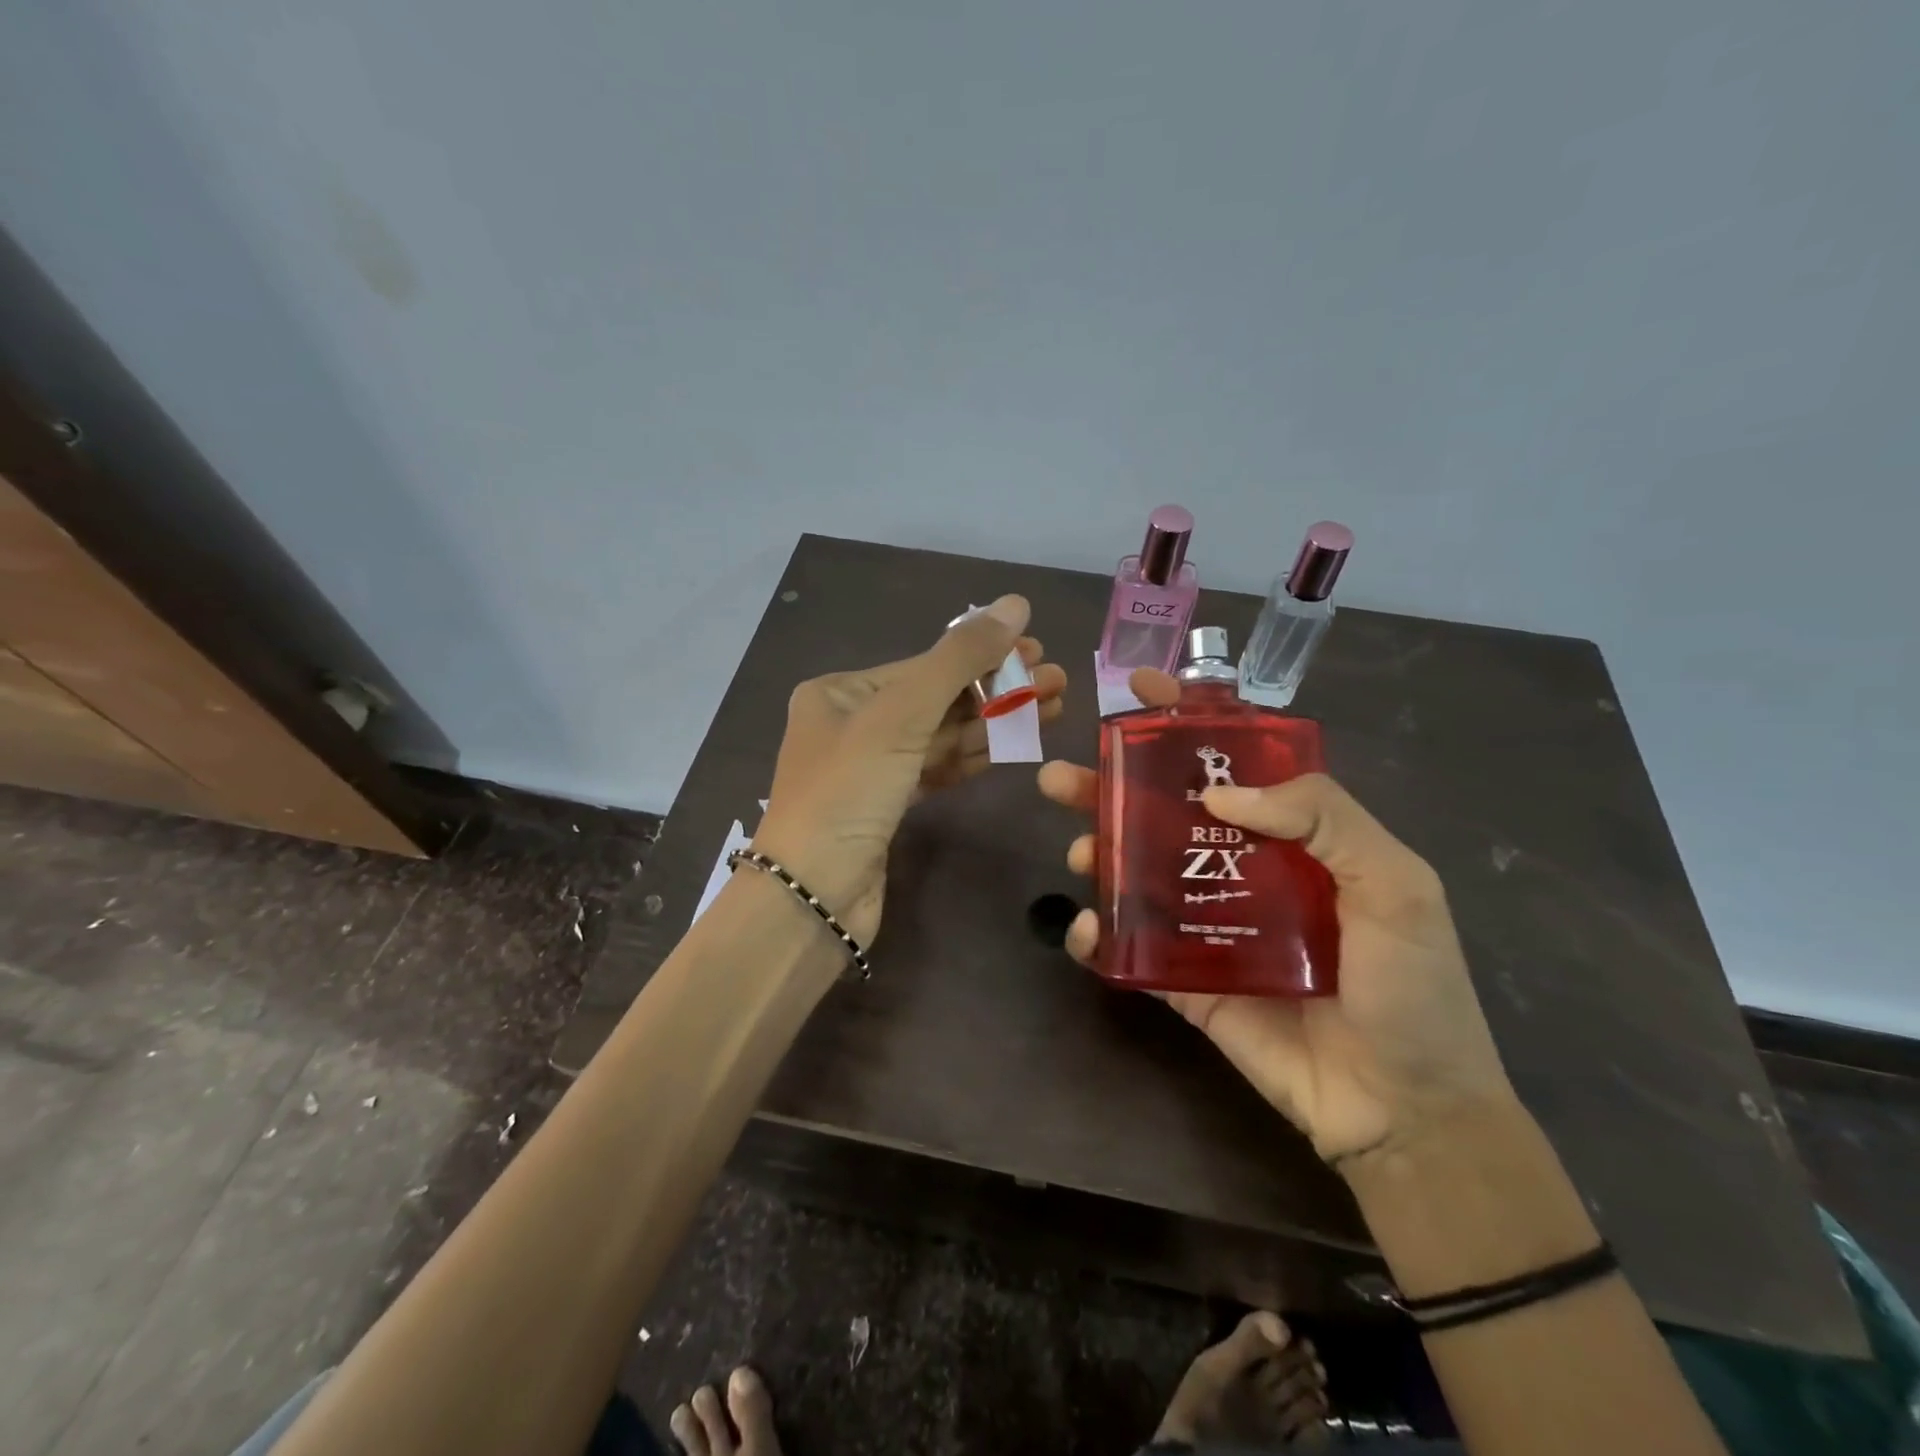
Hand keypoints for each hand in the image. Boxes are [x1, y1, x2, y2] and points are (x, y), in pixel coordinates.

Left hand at [753, 595, 1061, 946]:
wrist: (813, 898)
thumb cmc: (848, 793)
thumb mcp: (901, 716)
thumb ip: (959, 659)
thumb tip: (1014, 603)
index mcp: (840, 692)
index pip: (924, 664)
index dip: (984, 657)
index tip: (1038, 650)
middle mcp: (852, 724)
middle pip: (938, 698)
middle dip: (998, 689)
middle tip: (1057, 681)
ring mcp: (871, 768)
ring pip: (942, 735)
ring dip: (995, 723)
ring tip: (1053, 707)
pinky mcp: (888, 806)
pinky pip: (937, 769)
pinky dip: (974, 756)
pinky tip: (1016, 744)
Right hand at [1038, 669, 1515, 1168]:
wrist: (1403, 1112)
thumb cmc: (1412, 989)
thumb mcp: (1396, 884)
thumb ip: (1324, 817)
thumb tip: (1219, 793)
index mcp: (1294, 836)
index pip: (1233, 761)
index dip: (1187, 722)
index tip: (1140, 692)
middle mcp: (1242, 867)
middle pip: (1166, 811)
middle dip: (1111, 786)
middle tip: (1062, 777)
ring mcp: (1209, 923)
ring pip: (1138, 871)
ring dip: (1098, 850)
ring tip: (1078, 848)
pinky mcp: (1185, 980)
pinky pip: (1132, 947)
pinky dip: (1099, 933)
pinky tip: (1087, 928)